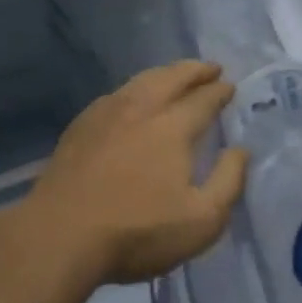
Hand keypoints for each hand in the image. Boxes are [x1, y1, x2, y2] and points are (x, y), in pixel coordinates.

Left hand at [16, 61, 245, 286]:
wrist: (60, 235)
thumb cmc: (137, 231)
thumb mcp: (201, 221)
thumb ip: (228, 182)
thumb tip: (241, 150)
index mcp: (173, 126)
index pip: (203, 99)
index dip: (219, 90)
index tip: (230, 86)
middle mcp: (142, 108)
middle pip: (172, 77)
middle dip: (195, 70)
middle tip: (210, 67)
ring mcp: (107, 113)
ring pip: (142, 80)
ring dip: (165, 73)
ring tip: (176, 74)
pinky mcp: (81, 125)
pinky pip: (116, 93)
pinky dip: (135, 87)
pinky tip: (133, 97)